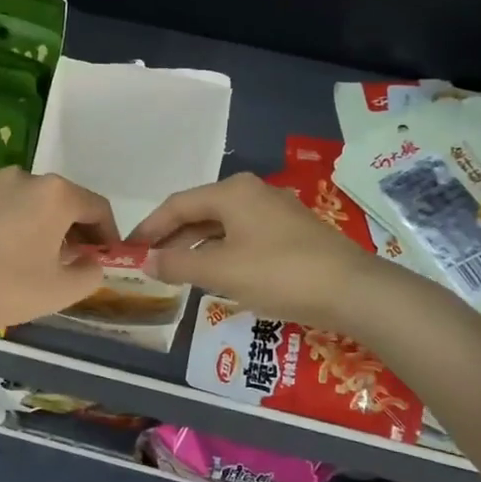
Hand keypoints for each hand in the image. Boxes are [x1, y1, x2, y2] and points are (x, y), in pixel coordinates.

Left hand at [0, 167, 120, 336]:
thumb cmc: (3, 287)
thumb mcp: (59, 291)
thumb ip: (89, 274)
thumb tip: (92, 263)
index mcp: (54, 195)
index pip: (96, 207)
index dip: (108, 234)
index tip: (106, 258)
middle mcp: (22, 179)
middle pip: (60, 201)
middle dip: (72, 230)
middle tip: (71, 262)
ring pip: (25, 204)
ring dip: (37, 228)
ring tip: (29, 262)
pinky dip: (4, 228)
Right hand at [129, 173, 379, 328]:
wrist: (352, 290)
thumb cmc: (279, 273)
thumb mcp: (221, 271)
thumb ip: (178, 265)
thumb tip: (145, 261)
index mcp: (232, 191)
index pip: (177, 204)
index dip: (149, 227)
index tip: (128, 249)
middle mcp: (252, 192)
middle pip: (200, 212)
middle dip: (171, 237)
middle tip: (147, 262)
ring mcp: (275, 211)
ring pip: (222, 226)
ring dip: (196, 247)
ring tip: (174, 271)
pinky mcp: (291, 232)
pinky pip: (242, 236)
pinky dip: (221, 252)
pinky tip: (215, 274)